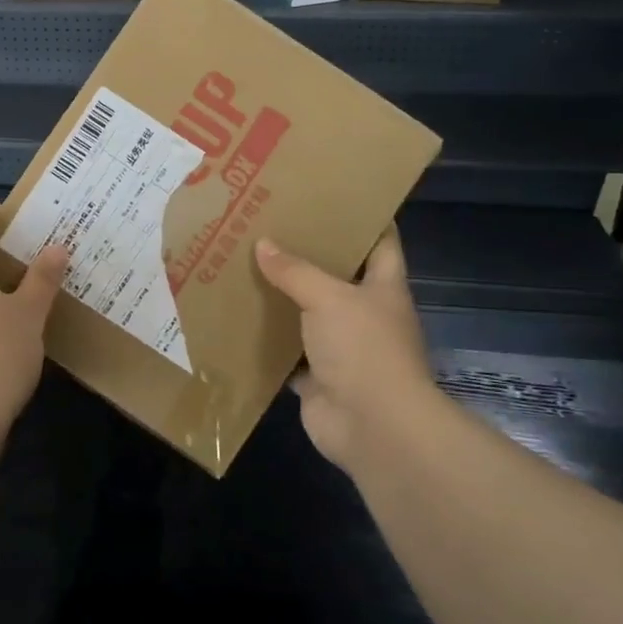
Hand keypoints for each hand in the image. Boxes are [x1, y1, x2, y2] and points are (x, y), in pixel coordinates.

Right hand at [254, 229, 435, 469]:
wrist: (374, 427)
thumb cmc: (364, 349)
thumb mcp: (329, 298)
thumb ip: (296, 271)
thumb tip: (263, 244)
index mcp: (383, 287)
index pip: (382, 241)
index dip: (364, 217)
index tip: (332, 196)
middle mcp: (365, 314)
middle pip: (337, 276)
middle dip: (308, 256)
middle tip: (270, 227)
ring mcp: (342, 348)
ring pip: (308, 315)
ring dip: (284, 298)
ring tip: (246, 266)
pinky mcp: (318, 377)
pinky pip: (288, 352)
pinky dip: (268, 341)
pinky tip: (239, 319)